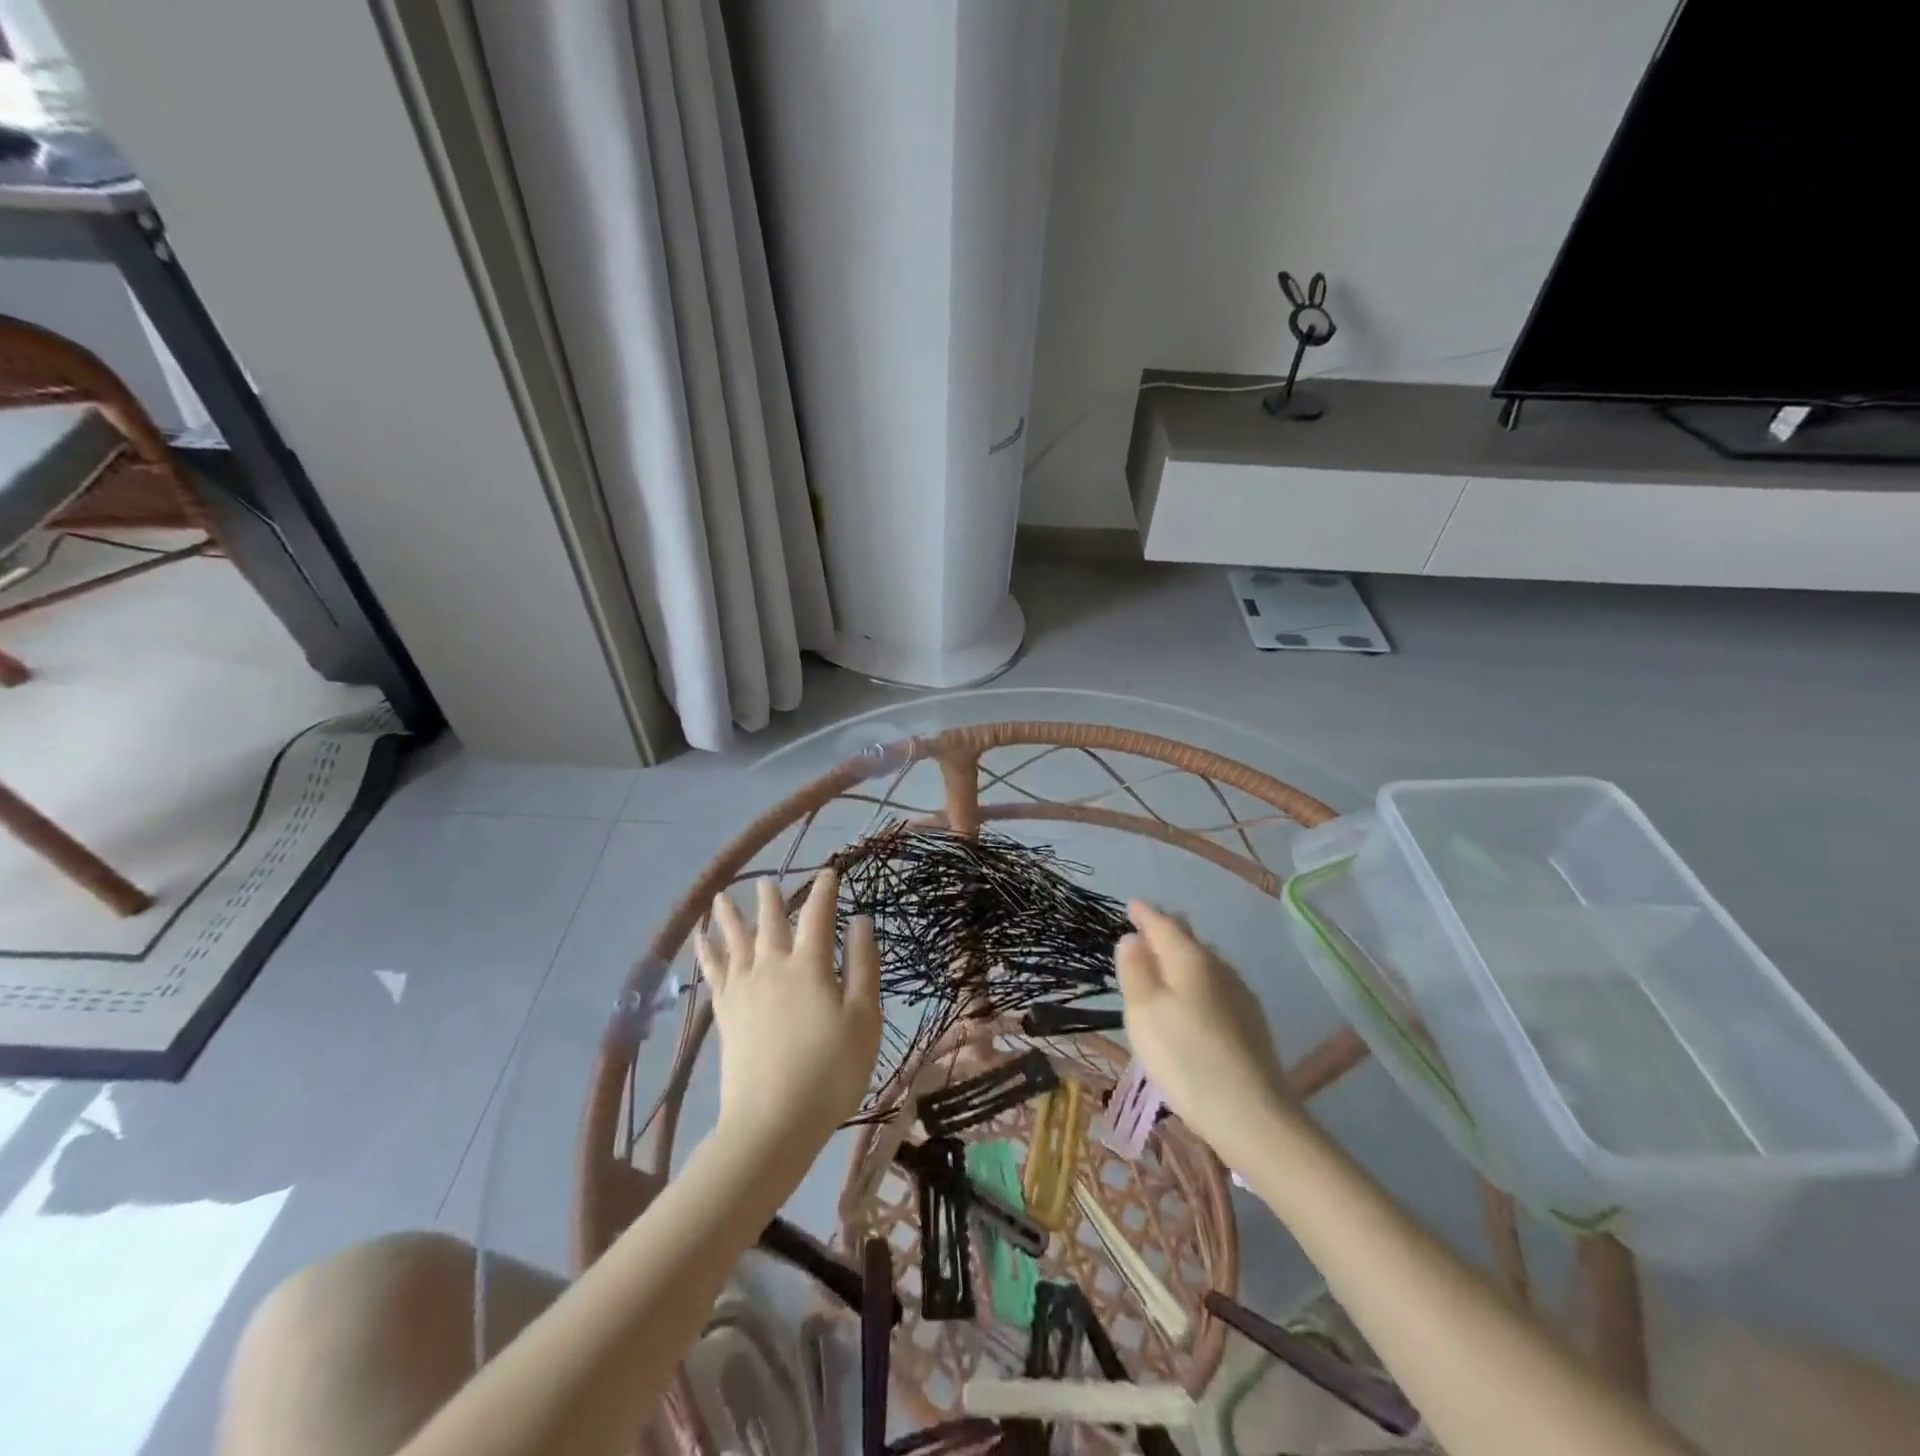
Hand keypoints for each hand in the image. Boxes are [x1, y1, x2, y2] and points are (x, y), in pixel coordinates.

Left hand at [698, 870, 881, 1153]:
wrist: (772, 1122)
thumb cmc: (830, 1070)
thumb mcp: (864, 1019)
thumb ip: (863, 966)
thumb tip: (860, 921)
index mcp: (810, 966)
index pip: (818, 917)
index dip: (825, 892)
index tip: (829, 872)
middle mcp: (773, 968)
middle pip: (770, 924)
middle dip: (771, 899)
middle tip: (765, 880)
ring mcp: (745, 991)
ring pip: (735, 942)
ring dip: (729, 918)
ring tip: (720, 897)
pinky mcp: (726, 1015)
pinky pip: (713, 973)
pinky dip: (706, 952)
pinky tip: (699, 941)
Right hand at [1115, 900, 1296, 1161]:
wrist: (1253, 1115)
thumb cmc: (1186, 1058)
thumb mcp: (1144, 1012)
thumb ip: (1135, 970)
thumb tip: (1133, 938)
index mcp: (1190, 959)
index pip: (1164, 924)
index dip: (1145, 914)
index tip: (1132, 906)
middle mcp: (1219, 967)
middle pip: (1189, 939)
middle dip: (1167, 930)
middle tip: (1147, 927)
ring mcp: (1240, 995)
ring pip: (1205, 962)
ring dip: (1183, 956)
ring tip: (1166, 960)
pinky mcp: (1251, 1023)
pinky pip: (1216, 985)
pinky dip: (1197, 981)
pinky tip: (1194, 998)